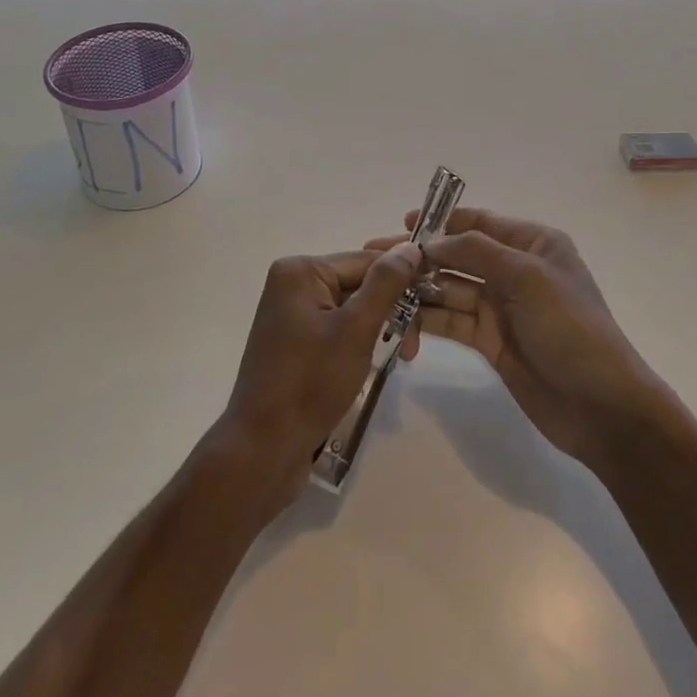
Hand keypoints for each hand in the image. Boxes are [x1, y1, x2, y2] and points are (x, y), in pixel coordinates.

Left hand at [212, 244, 426, 512]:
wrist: (263, 450)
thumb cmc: (310, 383)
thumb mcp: (356, 329)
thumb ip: (386, 284)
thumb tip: (411, 246)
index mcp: (300, 271)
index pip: (366, 261)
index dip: (403, 280)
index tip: (433, 307)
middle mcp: (292, 284)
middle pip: (359, 283)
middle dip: (391, 310)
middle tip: (414, 349)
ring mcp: (291, 314)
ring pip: (352, 308)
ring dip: (379, 328)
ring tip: (402, 358)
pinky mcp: (294, 342)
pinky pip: (337, 327)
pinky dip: (359, 341)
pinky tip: (373, 362)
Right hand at [368, 209, 663, 467]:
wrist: (601, 407)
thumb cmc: (570, 328)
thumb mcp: (527, 278)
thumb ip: (477, 252)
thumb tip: (431, 242)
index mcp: (532, 244)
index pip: (479, 222)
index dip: (441, 221)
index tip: (403, 224)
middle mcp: (515, 269)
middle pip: (458, 255)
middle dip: (420, 257)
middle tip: (375, 259)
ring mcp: (501, 307)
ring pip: (450, 289)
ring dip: (419, 290)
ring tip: (380, 292)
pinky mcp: (490, 341)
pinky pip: (452, 321)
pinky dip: (428, 320)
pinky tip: (401, 323)